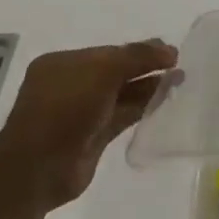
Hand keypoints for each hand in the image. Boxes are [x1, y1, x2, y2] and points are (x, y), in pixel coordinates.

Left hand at [0, 40, 177, 207]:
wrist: (39, 168)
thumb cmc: (65, 109)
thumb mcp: (102, 71)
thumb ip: (136, 57)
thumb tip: (170, 51)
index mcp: (63, 64)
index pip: (108, 52)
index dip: (139, 50)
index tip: (170, 52)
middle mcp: (70, 85)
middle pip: (115, 71)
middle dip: (145, 67)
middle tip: (179, 65)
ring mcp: (80, 113)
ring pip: (121, 94)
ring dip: (148, 87)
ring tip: (179, 80)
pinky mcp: (92, 137)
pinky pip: (122, 115)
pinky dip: (142, 107)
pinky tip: (164, 101)